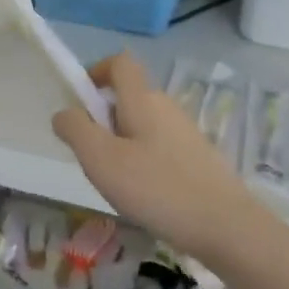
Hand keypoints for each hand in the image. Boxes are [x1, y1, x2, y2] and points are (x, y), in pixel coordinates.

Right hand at [50, 52, 268, 264]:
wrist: (224, 226)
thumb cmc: (155, 188)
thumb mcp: (100, 159)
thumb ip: (75, 129)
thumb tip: (64, 113)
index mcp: (143, 99)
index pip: (120, 62)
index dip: (96, 72)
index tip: (80, 104)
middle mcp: (166, 107)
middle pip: (128, 97)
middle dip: (102, 120)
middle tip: (93, 158)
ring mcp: (185, 132)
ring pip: (142, 125)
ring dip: (121, 145)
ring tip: (118, 183)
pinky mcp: (197, 157)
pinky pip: (158, 147)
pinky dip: (142, 161)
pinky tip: (145, 196)